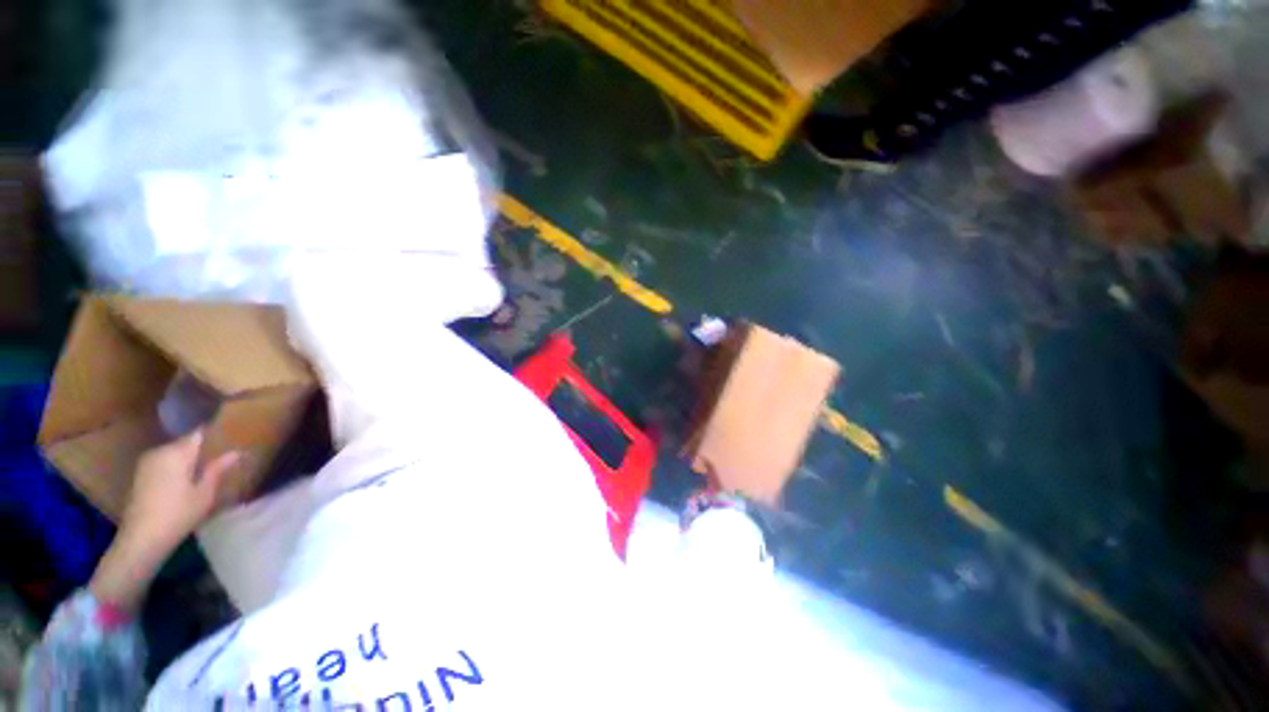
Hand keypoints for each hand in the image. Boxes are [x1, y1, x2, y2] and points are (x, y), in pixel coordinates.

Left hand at [91, 431, 241, 612]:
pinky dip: (175, 467)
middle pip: (185, 443)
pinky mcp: (140, 474)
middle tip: (219, 459)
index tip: (228, 439)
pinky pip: (163, 463)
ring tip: (203, 470)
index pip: (198, 434)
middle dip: (200, 449)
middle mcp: (160, 451)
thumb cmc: (178, 514)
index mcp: (177, 452)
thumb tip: (236, 452)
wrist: (141, 538)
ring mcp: (147, 463)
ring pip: (173, 453)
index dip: (213, 435)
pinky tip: (184, 481)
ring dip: (187, 459)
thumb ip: (218, 469)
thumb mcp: (205, 493)